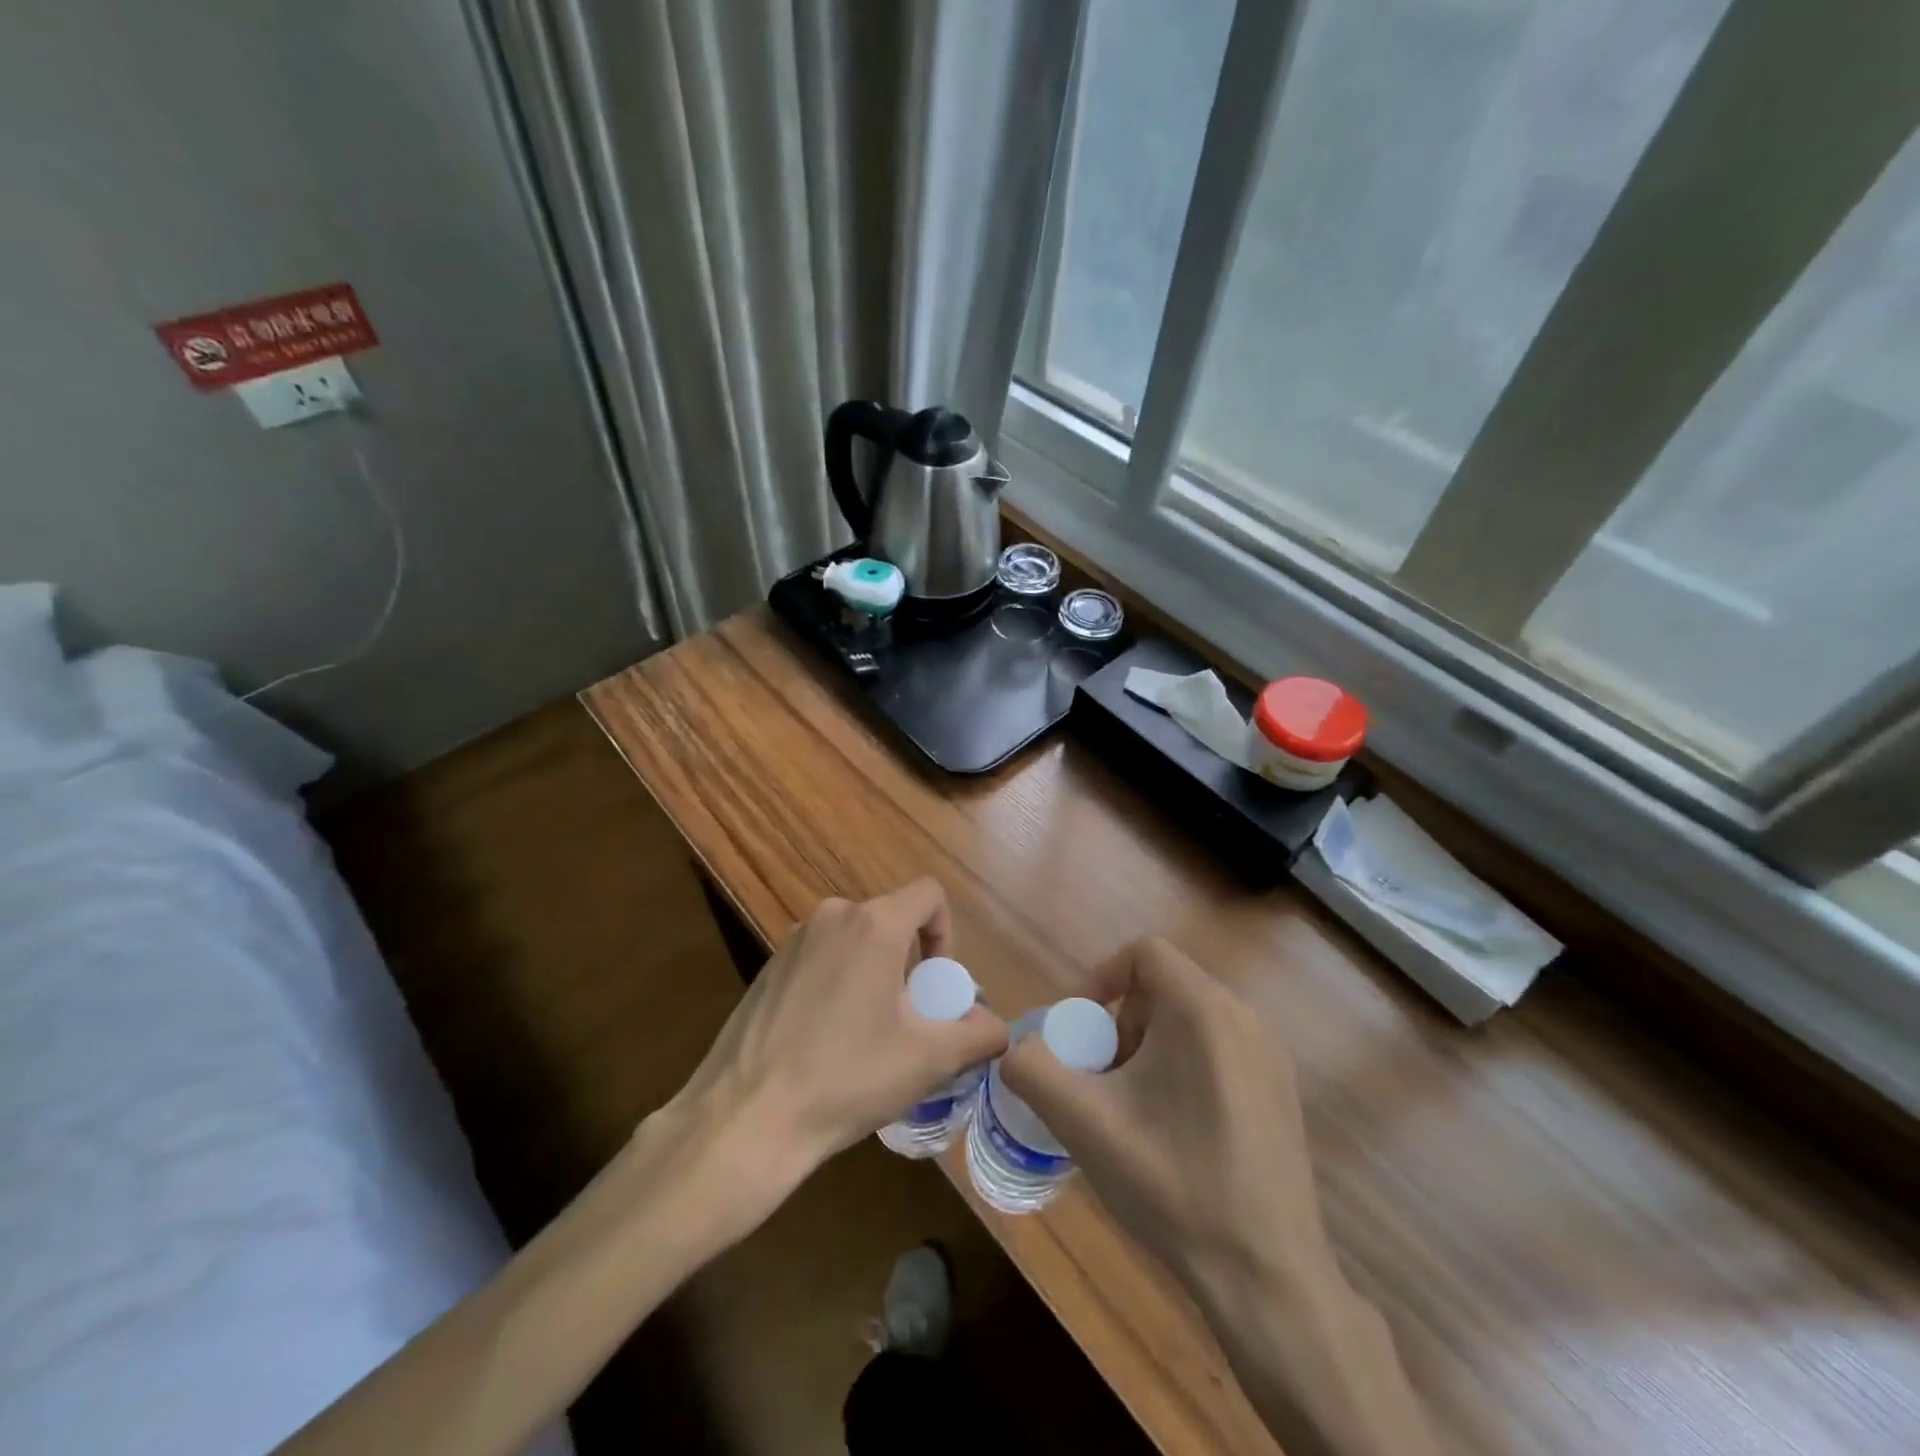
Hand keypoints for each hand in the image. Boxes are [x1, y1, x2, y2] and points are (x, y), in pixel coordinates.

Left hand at [672, 879, 1006, 1189]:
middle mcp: (832, 916)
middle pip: (891, 920)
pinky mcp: (768, 967)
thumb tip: (996, 1028)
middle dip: (910, 962)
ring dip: (874, 974)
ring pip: (855, 940)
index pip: (928, 894)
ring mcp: (793, 940)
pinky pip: (821, 959)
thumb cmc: (847, 1077)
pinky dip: (838, 983)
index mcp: (873, 924)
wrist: (746, 1118)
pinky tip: (826, 1041)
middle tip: (908, 1019)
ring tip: (868, 1034)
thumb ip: (979, 1035)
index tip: (937, 986)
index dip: (946, 933)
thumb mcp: (929, 1060)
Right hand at [1001, 936, 1329, 1302]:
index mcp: (1203, 1010)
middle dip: (1122, 1023)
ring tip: (1134, 1109)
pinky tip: (1175, 1132)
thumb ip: (1032, 1069)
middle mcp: (1245, 1018)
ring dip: (1150, 1048)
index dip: (1101, 977)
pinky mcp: (1282, 1091)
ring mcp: (1271, 1056)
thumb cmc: (1172, 1184)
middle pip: (1165, 987)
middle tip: (1104, 1079)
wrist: (1266, 1278)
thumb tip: (1017, 1048)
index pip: (1144, 952)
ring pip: (1191, 1020)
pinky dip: (1184, 1067)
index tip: (1081, 1029)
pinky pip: (1219, 1050)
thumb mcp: (1083, 1123)